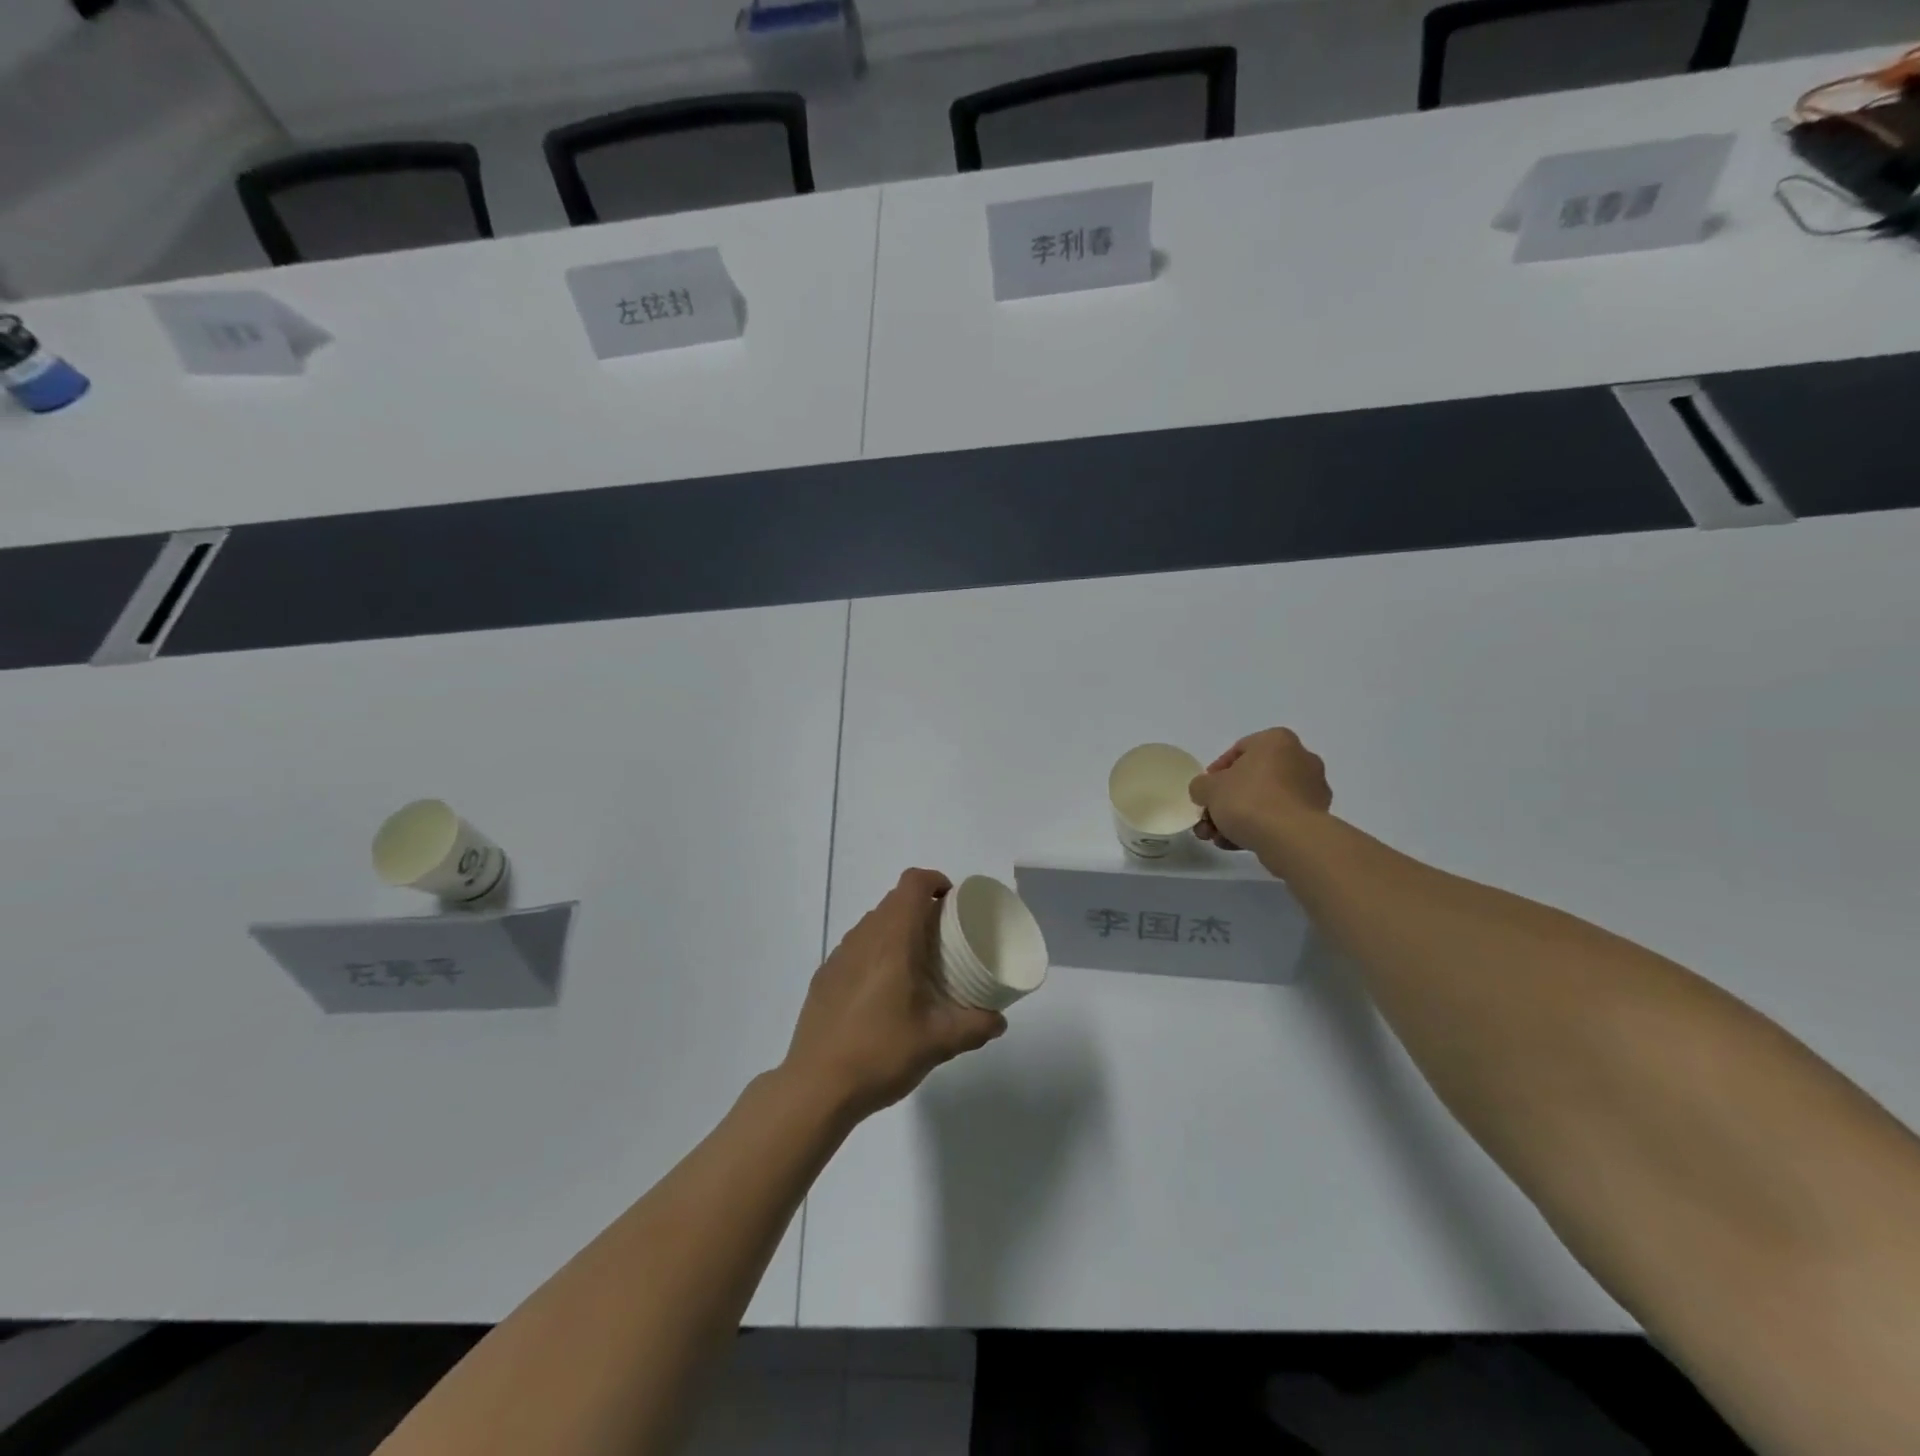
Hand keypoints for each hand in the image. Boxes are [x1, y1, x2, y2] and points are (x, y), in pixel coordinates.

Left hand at [783, 869, 1005, 1123]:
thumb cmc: (880, 1053)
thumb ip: (974, 1027)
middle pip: (894, 901)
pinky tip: (883, 993)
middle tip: (944, 939)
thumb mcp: (937, 1043)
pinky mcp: (824, 977)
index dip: (935, 881)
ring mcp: (838, 956)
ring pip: (873, 924)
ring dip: (897, 930)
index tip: (953, 902)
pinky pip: (855, 948)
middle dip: (921, 909)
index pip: (912, 883)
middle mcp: (863, 938)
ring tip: (916, 965)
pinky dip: (875, 953)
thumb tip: (999, 1020)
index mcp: (893, 940)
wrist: (816, 1087)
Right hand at [1189, 728, 1332, 864]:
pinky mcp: (1315, 817)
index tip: (1205, 792)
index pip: (1239, 750)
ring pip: (1264, 801)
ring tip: (1217, 839)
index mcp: (1277, 741)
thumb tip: (1206, 792)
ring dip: (1237, 819)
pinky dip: (1258, 828)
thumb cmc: (1249, 800)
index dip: (1216, 772)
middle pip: (1252, 779)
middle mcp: (1300, 759)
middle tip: (1208, 820)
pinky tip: (1236, 845)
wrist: (1290, 839)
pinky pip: (1279, 818)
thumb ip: (1201, 786)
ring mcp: (1311, 790)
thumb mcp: (1208, 788)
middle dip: (1225, 801)